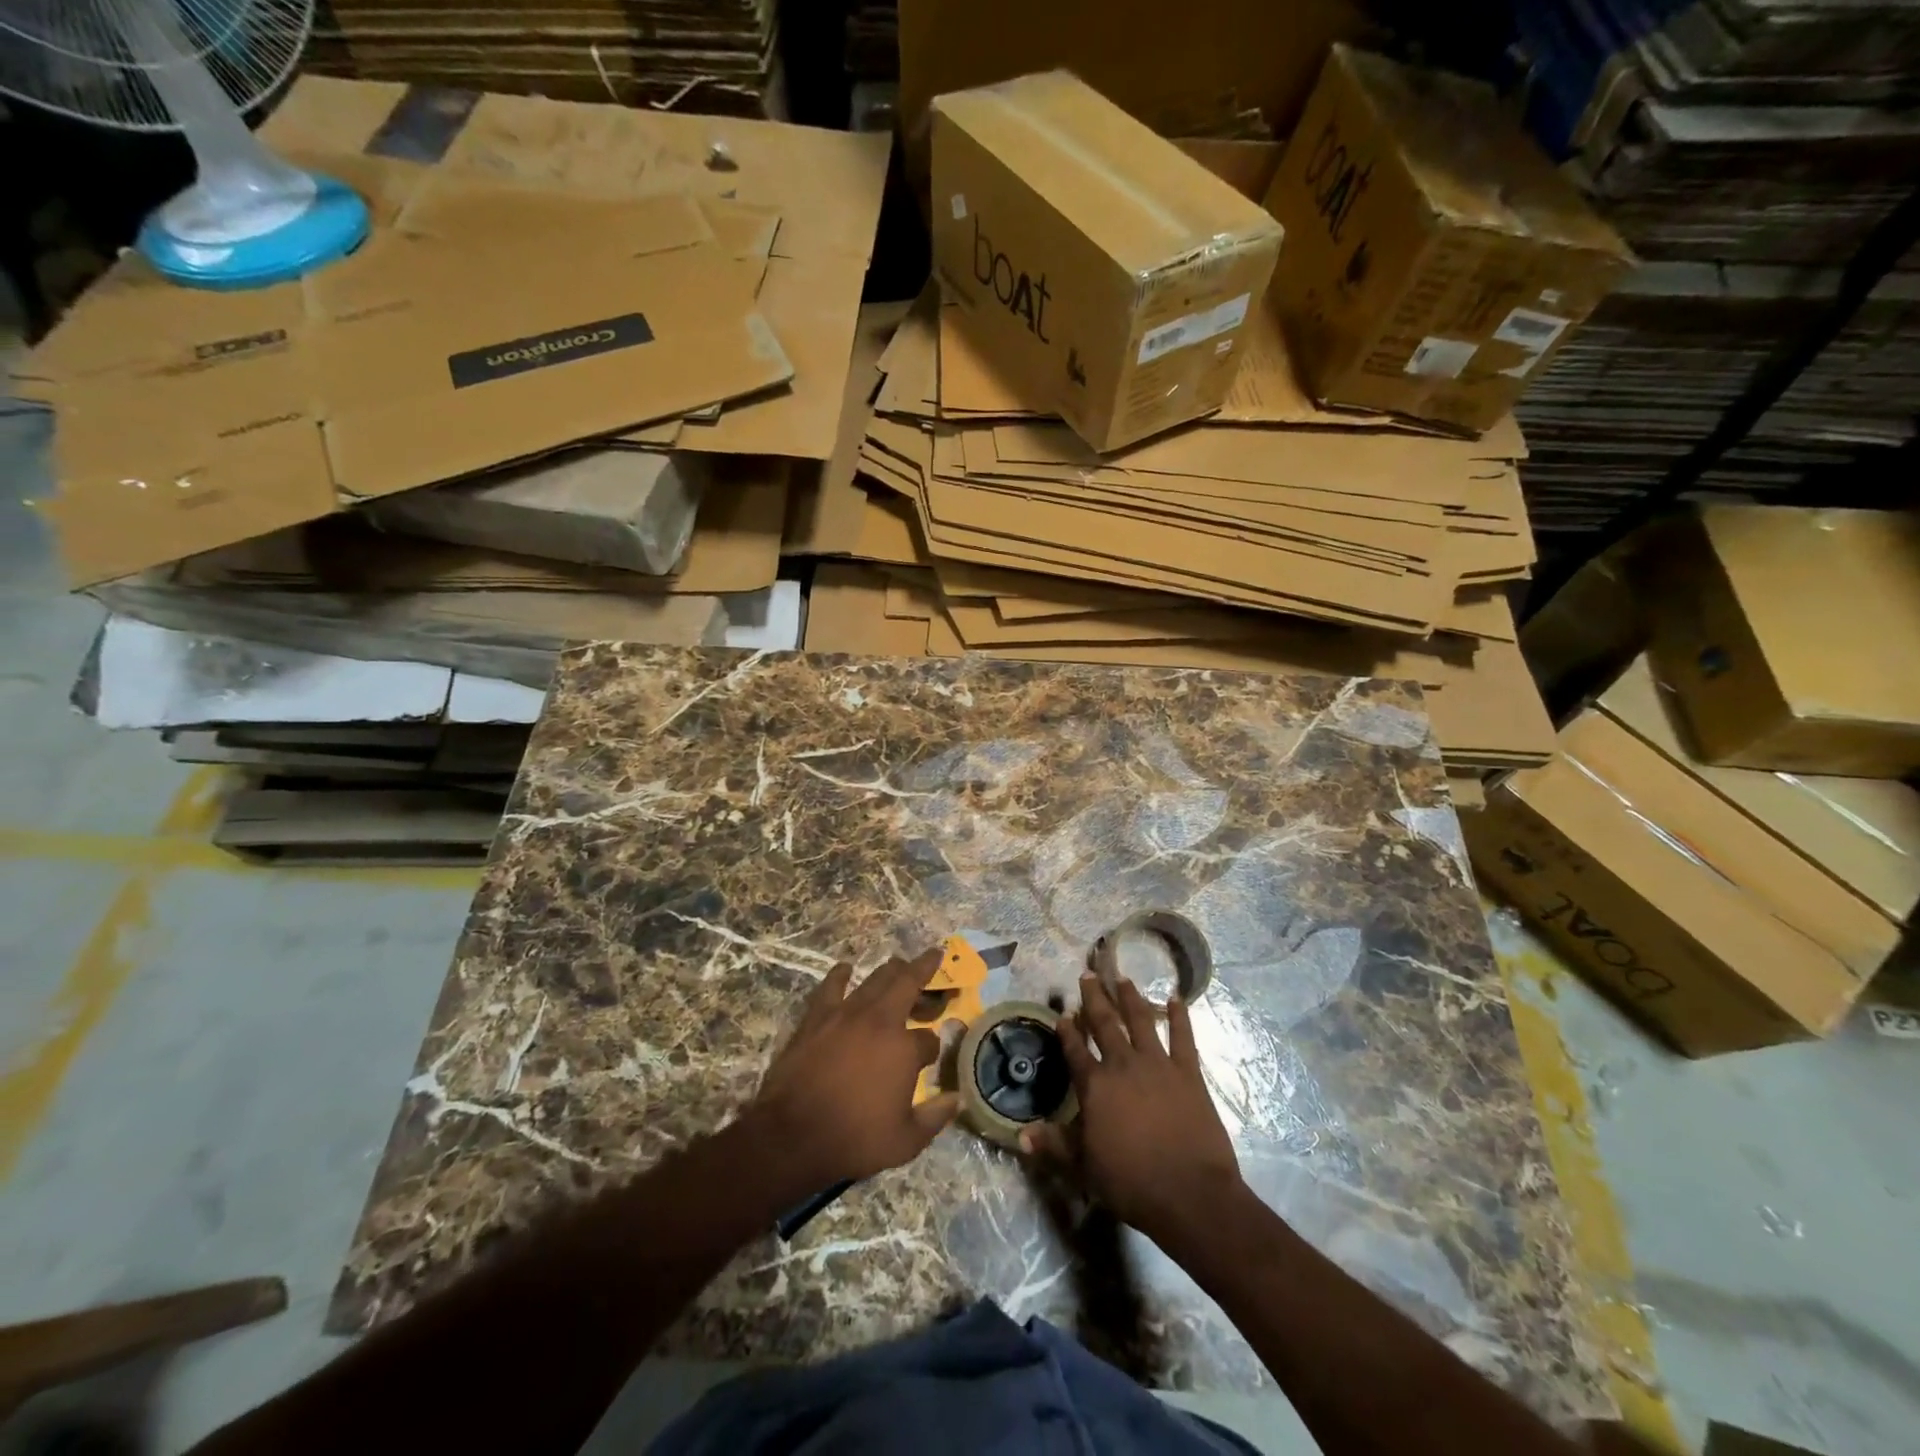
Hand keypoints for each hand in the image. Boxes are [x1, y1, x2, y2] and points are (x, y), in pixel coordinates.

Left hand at [751, 948, 960, 1185]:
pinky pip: (831, 986)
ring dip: (891, 969)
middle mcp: (880, 1021)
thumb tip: (957, 1098)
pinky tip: (845, 968)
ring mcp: (846, 1014)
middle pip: (907, 983)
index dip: (931, 1048)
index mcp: (905, 1049)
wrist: (793, 1135)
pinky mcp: (817, 1017)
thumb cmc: (853, 1139)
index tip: (929, 1058)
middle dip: (924, 968)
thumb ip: (935, 1118)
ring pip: (875, 979)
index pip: (928, 1039)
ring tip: (899, 963)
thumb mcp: (905, 1141)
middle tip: (933, 955)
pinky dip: (840, 974)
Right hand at [1022, 974, 1241, 1245]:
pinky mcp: (1188, 1073)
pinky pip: (1183, 1038)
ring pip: (1141, 1021)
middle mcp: (1123, 1065)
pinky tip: (1176, 998)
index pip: (1075, 1050)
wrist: (1190, 1195)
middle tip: (1088, 975)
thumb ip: (1054, 1146)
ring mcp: (1158, 1065)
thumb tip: (1021, 1135)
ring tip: (1123, 978)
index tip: (1062, 1013)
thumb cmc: (1132, 1183)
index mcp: (1095, 1086)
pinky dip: (1180, 1016)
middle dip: (1094, 998)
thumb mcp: (1084, 1168)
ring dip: (1131, 998)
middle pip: (1105, 1024)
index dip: (1067, 1031)